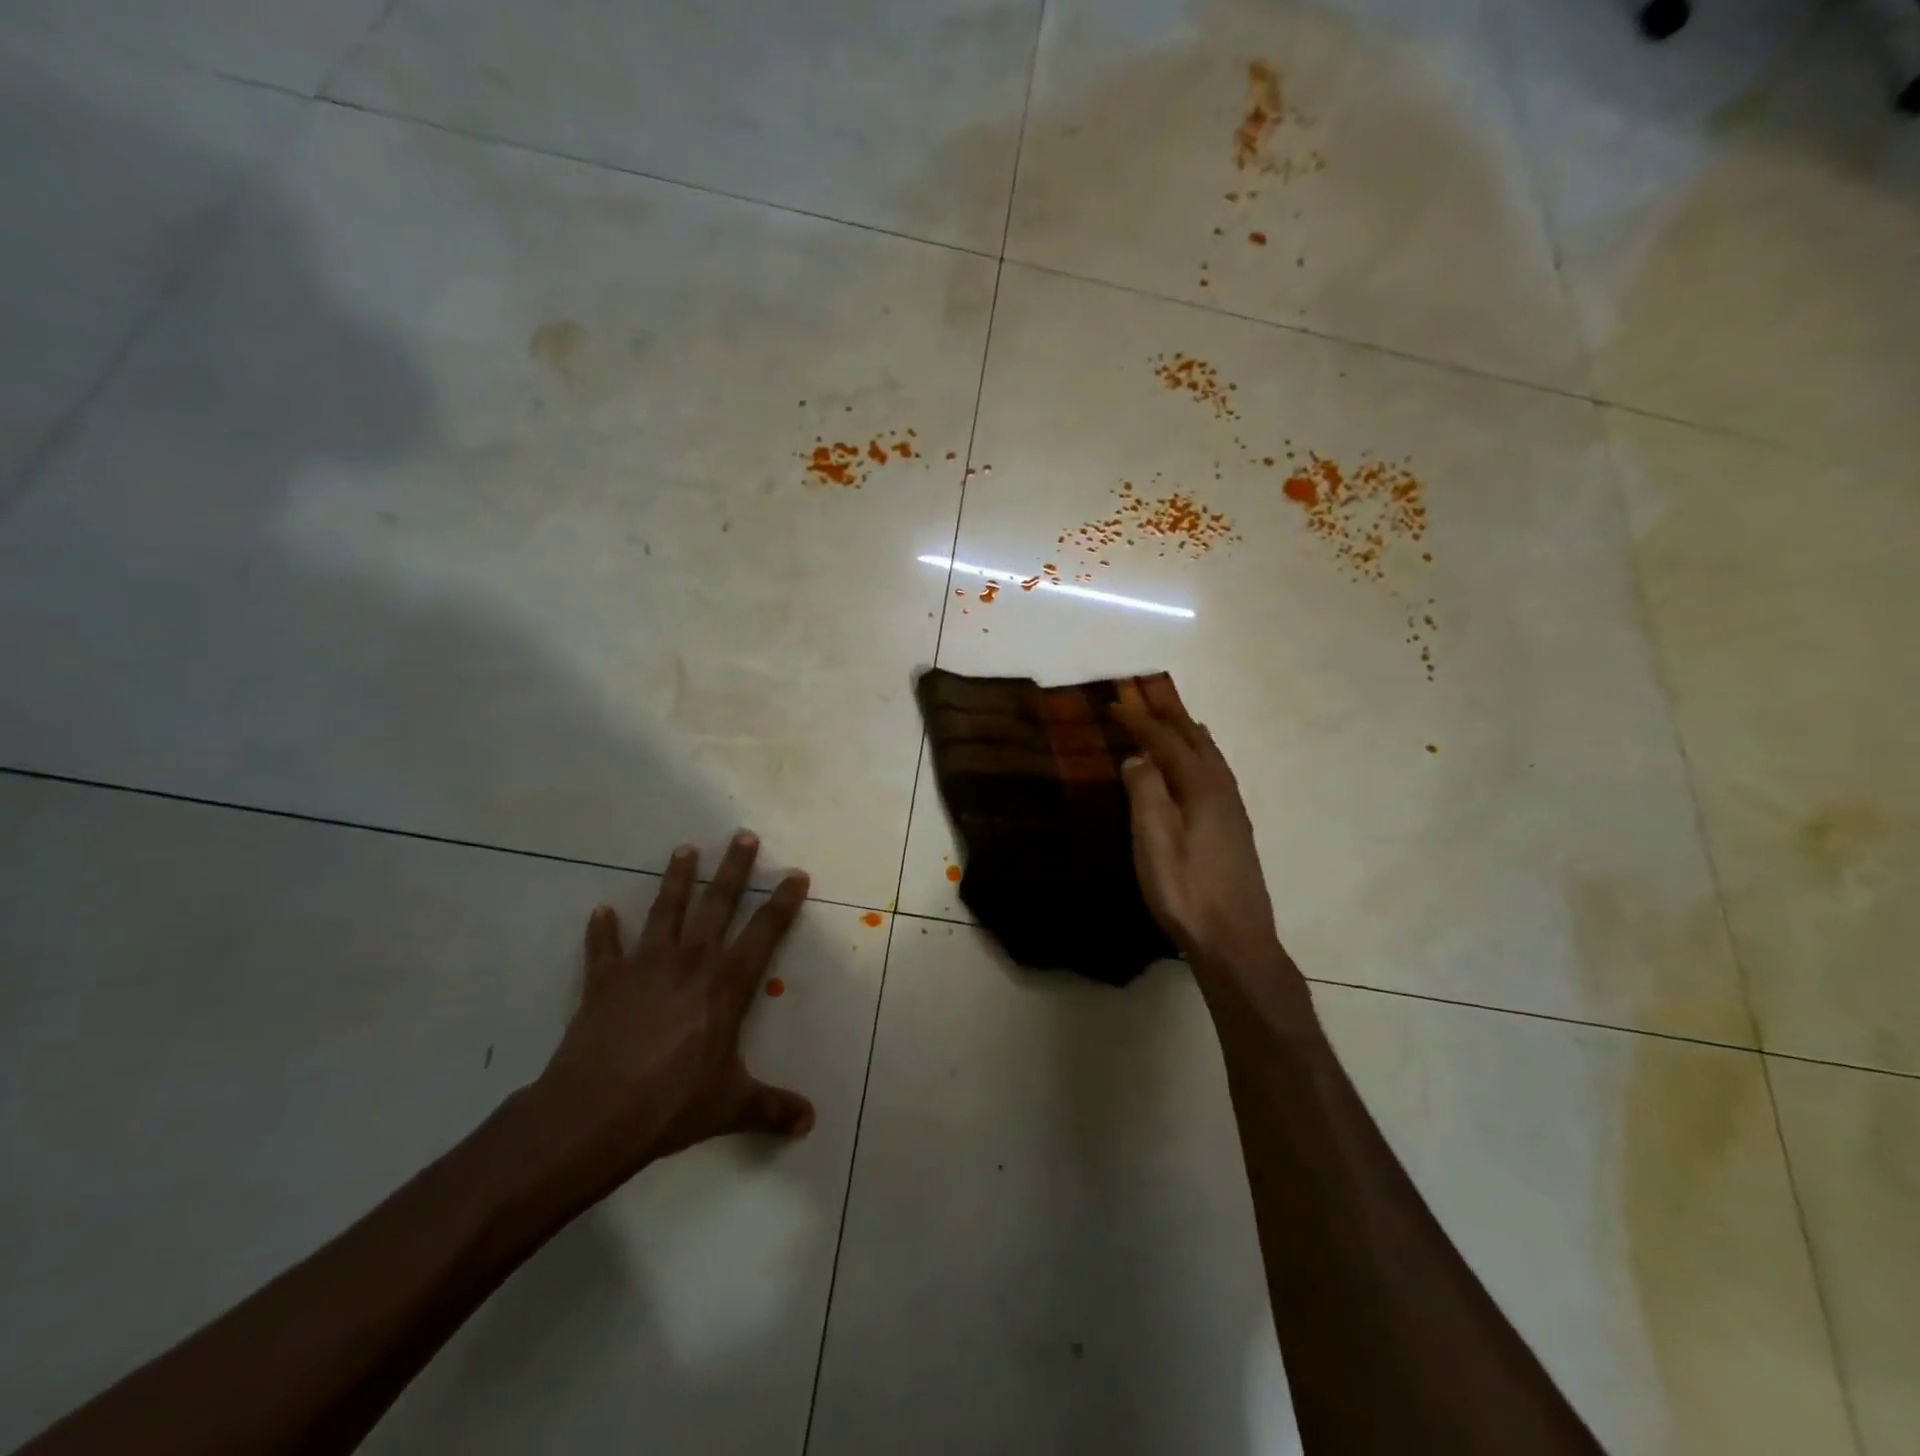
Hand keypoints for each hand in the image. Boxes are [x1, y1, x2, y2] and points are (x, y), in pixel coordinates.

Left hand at [528, 832, 814, 1192]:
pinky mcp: (605, 981)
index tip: (795, 873)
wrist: (594, 1113)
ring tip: (684, 849)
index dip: (783, 902)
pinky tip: (600, 911)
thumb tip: (809, 1123)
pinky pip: (603, 949)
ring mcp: (644, 966)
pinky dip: (601, 931)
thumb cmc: (672, 1104)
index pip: (764, 932)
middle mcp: (690, 962)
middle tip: (743, 836)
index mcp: (726, 985)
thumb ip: (772, 1108)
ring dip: (676, 879)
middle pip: (717, 904)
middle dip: (734, 869)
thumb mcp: (731, 1106)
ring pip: (666, 910)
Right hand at [1115, 682, 1282, 975]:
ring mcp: (1233, 811)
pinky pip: (1216, 774)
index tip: (1116, 704)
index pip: (1167, 742)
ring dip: (1189, 734)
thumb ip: (1146, 792)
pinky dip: (1201, 757)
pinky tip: (1198, 771)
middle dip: (1170, 717)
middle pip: (1196, 741)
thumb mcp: (1155, 841)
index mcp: (1201, 788)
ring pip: (1211, 757)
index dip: (1141, 721)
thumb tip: (1137, 756)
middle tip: (1147, 697)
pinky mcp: (1235, 830)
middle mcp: (1222, 791)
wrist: (1234, 940)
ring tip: (1175, 721)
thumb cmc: (1187, 891)